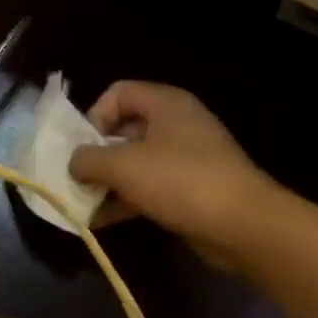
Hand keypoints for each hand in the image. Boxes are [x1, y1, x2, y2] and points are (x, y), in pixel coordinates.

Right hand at [69, 81, 277, 271]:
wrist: (244, 225)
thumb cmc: (181, 181)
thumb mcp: (124, 166)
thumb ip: (89, 160)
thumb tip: (74, 163)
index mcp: (166, 104)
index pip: (119, 93)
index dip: (94, 115)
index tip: (83, 147)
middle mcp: (177, 124)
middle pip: (125, 129)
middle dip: (97, 154)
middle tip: (77, 179)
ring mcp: (187, 158)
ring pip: (136, 162)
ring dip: (108, 181)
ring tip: (83, 204)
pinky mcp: (192, 190)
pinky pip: (150, 187)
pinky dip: (126, 200)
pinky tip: (101, 221)